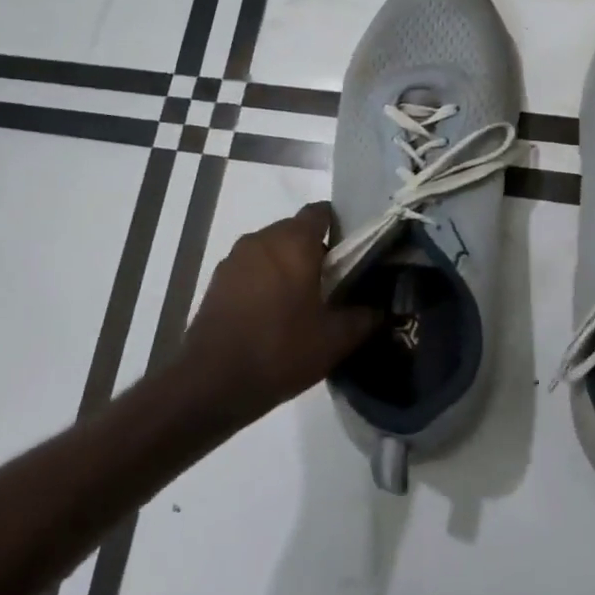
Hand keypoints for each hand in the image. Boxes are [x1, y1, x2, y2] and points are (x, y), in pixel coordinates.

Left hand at [182, 203, 379, 418]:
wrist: (212, 382)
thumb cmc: (280, 350)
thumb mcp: (335, 340)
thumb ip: (364, 318)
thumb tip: (381, 309)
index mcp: (293, 241)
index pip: (321, 213)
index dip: (340, 228)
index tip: (352, 255)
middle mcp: (262, 239)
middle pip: (296, 231)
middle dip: (315, 251)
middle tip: (333, 285)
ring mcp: (235, 259)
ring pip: (272, 250)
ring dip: (288, 267)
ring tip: (303, 303)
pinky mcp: (218, 281)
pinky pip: (251, 269)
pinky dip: (265, 281)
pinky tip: (273, 315)